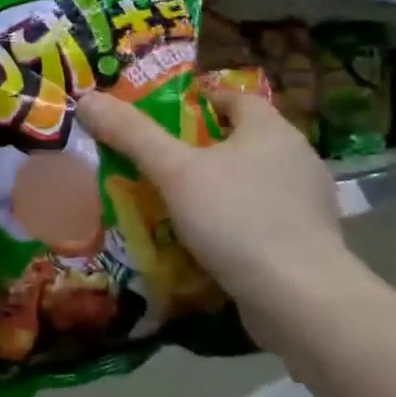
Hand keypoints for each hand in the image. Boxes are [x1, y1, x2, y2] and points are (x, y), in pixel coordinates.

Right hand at [76, 84, 360, 352]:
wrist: (299, 298)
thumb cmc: (237, 219)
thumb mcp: (175, 172)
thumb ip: (132, 135)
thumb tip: (88, 99)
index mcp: (271, 130)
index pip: (235, 98)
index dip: (199, 101)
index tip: (164, 116)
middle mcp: (296, 158)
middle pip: (241, 141)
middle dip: (201, 149)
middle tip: (158, 161)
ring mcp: (307, 204)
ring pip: (251, 183)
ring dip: (217, 189)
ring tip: (174, 203)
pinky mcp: (307, 243)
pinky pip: (261, 220)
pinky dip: (234, 224)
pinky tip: (206, 242)